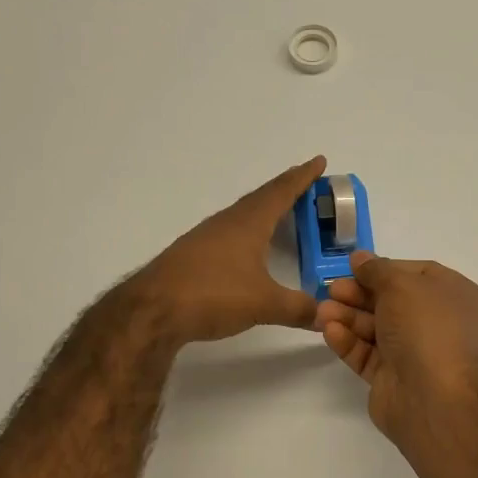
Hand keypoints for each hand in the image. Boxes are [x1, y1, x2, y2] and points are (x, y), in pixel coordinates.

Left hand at [130, 157, 326, 345]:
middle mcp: (227, 223)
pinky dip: (246, 232)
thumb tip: (325, 315)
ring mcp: (205, 238)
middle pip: (261, 198)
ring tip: (280, 211)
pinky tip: (246, 247)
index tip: (319, 161)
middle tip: (305, 182)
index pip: (281, 192)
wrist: (152, 310)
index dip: (302, 177)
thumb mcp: (263, 304)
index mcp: (248, 223)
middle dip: (285, 189)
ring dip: (264, 209)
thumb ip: (297, 308)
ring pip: (242, 215)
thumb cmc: (213, 295)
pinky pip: (228, 233)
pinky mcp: (192, 256)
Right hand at [317, 251, 477, 441]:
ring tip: (321, 312)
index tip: (354, 267)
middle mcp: (438, 323)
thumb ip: (376, 269)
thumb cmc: (426, 327)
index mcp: (454, 296)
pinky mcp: (393, 378)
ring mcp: (416, 352)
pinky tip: (329, 332)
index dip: (383, 268)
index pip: (415, 274)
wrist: (432, 396)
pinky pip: (368, 354)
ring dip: (348, 317)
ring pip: (376, 328)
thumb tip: (359, 258)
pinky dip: (349, 341)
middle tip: (332, 289)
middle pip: (391, 301)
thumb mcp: (401, 284)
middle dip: (359, 294)